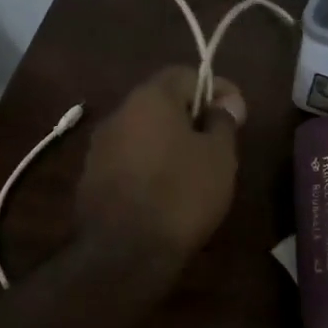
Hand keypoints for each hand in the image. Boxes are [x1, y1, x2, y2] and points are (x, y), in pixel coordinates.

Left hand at [75, 66, 245, 265]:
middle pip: (160, 102)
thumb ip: (223, 122)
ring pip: (142, 132)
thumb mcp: (219, 156)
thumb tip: (225, 102)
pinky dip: (149, 166)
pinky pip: (128, 160)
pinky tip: (166, 191)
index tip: (237, 112)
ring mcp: (99, 147)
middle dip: (190, 116)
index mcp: (150, 98)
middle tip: (218, 141)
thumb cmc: (182, 194)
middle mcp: (118, 114)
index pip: (185, 74)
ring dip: (168, 142)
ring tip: (194, 169)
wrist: (125, 252)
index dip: (215, 88)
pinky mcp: (91, 178)